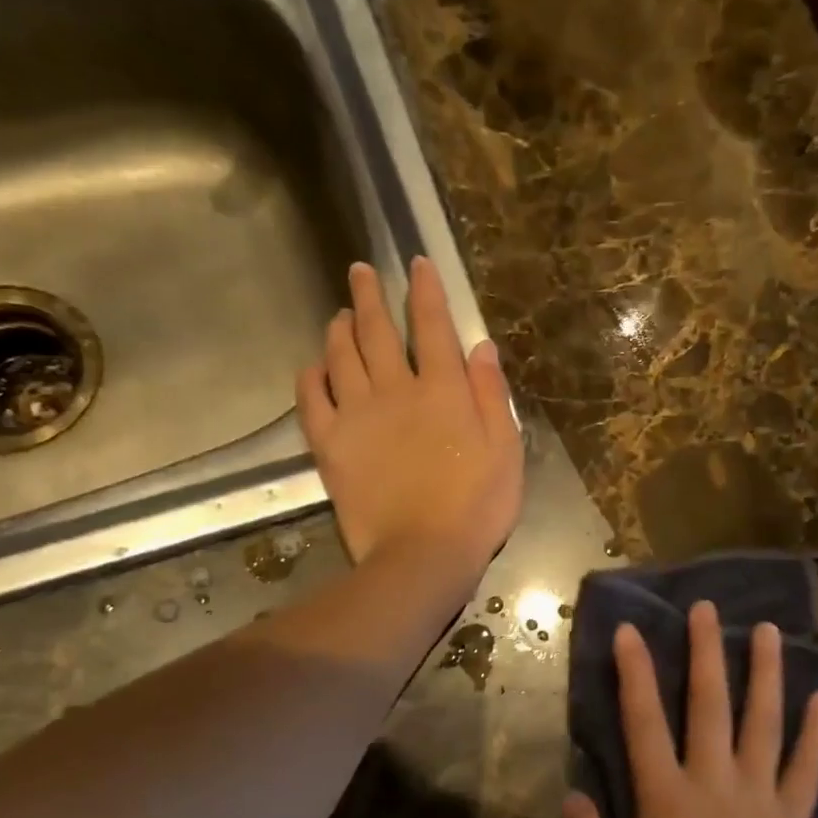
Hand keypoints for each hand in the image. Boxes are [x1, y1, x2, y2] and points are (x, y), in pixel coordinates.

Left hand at [298, 258, 522, 585]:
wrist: (424, 554)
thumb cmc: (477, 506)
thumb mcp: (506, 450)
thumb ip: (491, 394)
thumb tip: (481, 346)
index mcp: (444, 390)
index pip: (433, 325)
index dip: (425, 291)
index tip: (417, 263)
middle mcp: (396, 390)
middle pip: (377, 330)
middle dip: (369, 295)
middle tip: (360, 271)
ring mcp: (357, 415)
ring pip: (341, 355)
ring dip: (339, 327)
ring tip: (339, 313)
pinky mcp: (330, 444)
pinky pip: (311, 398)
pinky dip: (311, 375)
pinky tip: (314, 365)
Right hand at [561, 601, 817, 817]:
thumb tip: (570, 795)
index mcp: (669, 803)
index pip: (645, 724)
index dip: (635, 674)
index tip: (629, 631)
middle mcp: (716, 785)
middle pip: (710, 705)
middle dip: (705, 652)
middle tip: (705, 608)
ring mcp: (761, 798)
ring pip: (764, 723)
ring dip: (765, 674)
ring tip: (768, 629)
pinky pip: (808, 768)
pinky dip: (816, 733)